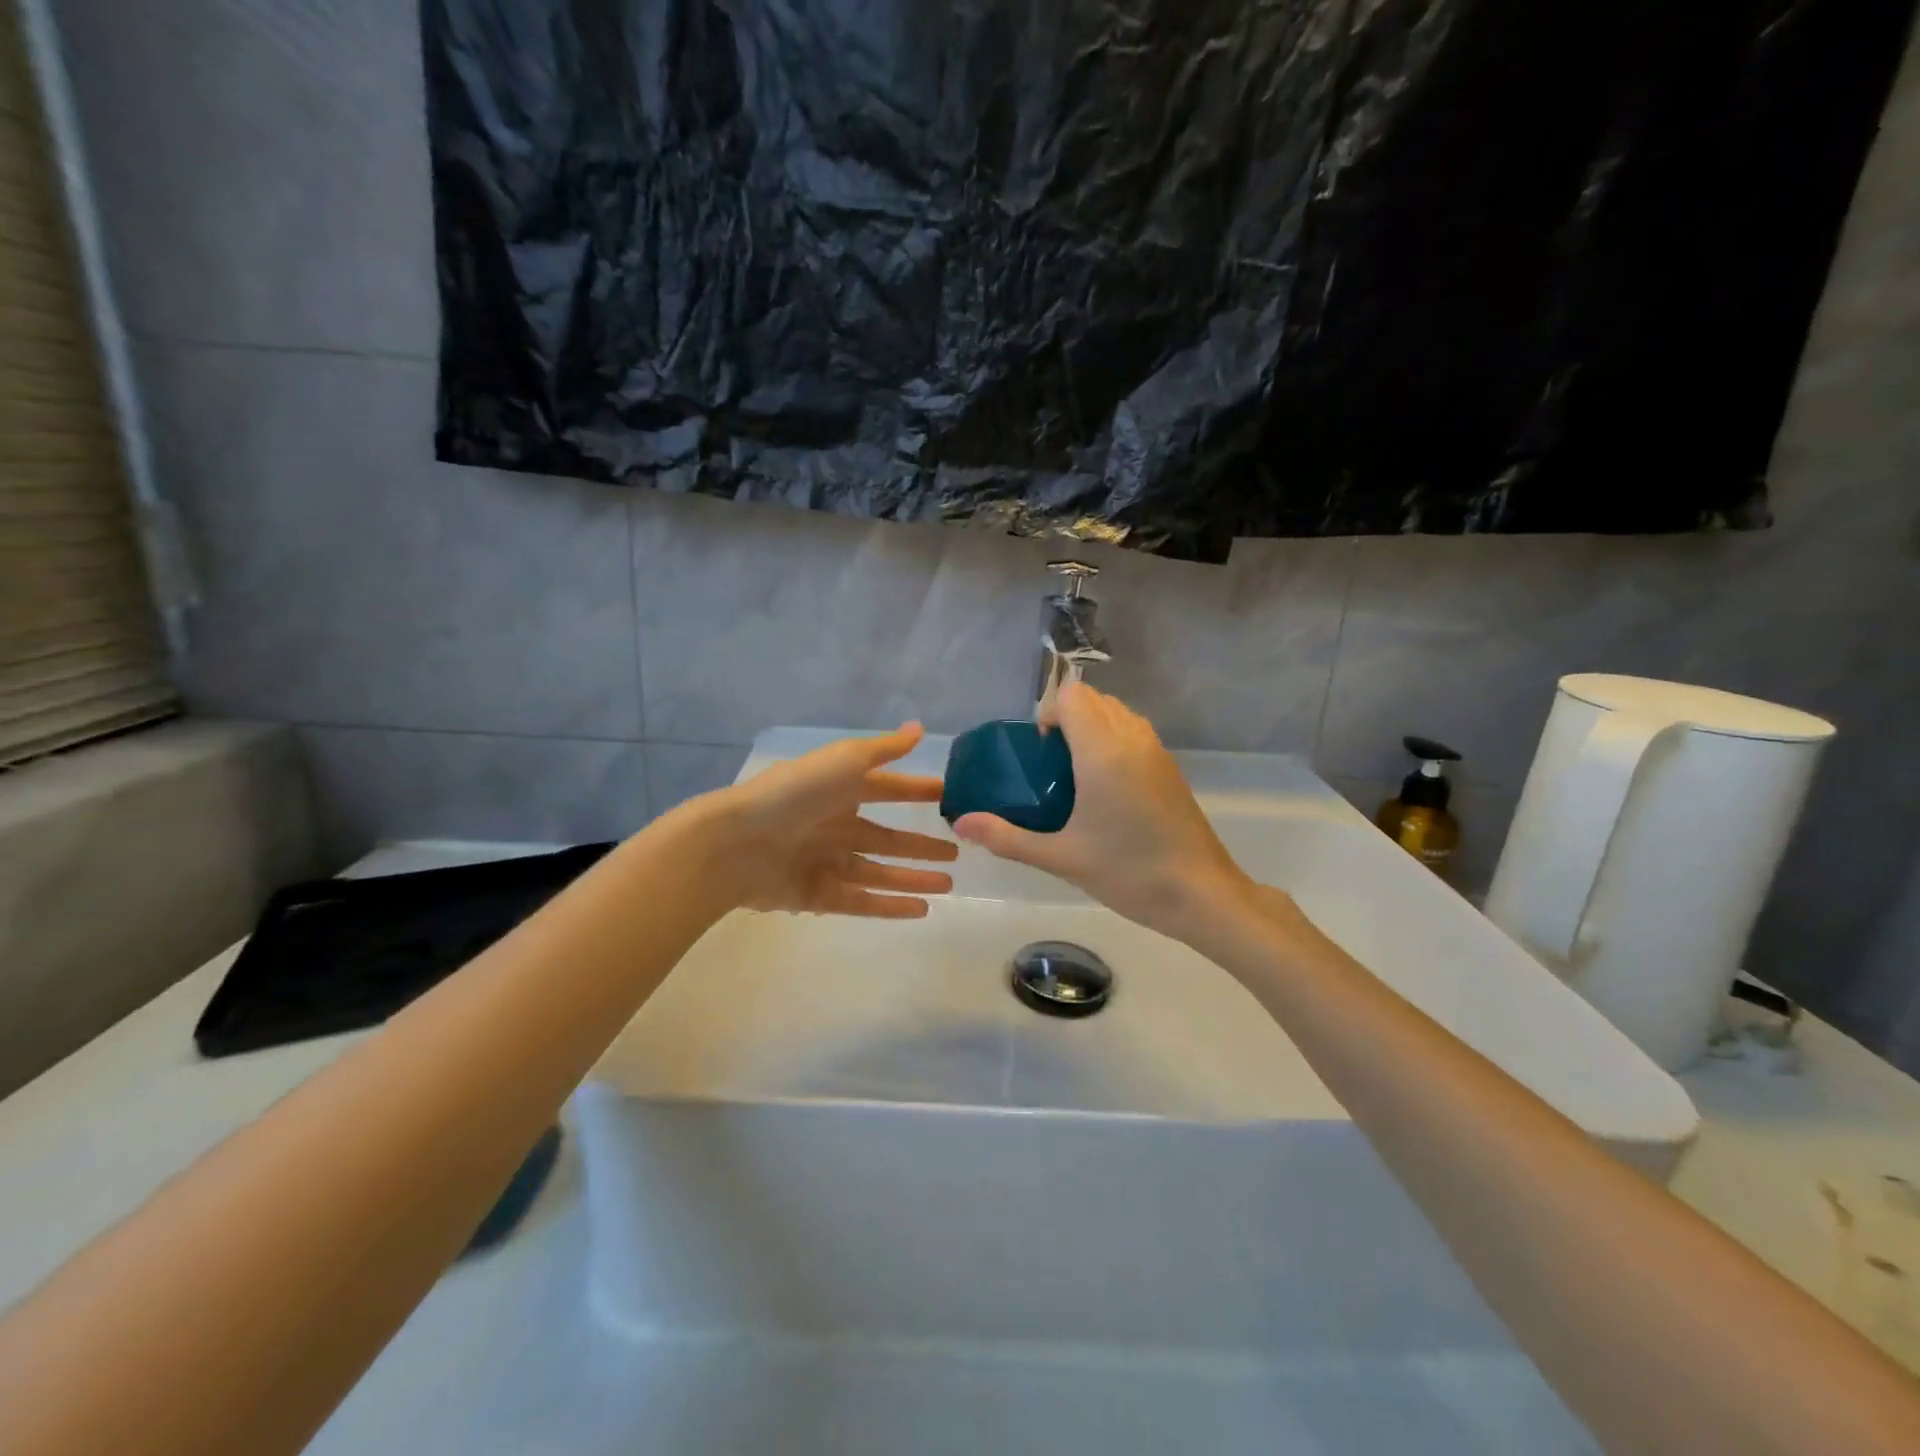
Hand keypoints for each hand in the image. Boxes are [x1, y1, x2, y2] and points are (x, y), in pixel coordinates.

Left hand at [697, 724, 958, 918]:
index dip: (917, 791)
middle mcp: (835, 826)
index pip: (888, 789)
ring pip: (879, 872)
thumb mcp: (843, 760)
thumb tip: (920, 728)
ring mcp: (826, 863)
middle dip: (920, 845)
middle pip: (887, 837)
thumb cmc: (794, 794)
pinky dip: (890, 905)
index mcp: (840, 790)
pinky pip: (861, 901)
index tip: (950, 797)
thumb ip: (883, 749)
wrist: (736, 842)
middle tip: (957, 852)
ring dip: (913, 878)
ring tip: (948, 886)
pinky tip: (920, 909)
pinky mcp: (816, 895)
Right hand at [953, 684, 1254, 940]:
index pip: (1072, 695)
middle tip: (1051, 767)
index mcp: (1103, 752)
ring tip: (1076, 776)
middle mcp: (1132, 738)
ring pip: (1115, 712)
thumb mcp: (1061, 857)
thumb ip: (1007, 837)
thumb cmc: (1128, 873)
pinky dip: (1113, 740)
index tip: (1040, 753)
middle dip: (1066, 719)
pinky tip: (1106, 790)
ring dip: (1091, 728)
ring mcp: (1156, 750)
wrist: (1201, 894)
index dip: (1049, 714)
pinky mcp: (1169, 766)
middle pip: (1093, 698)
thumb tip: (962, 823)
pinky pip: (1133, 731)